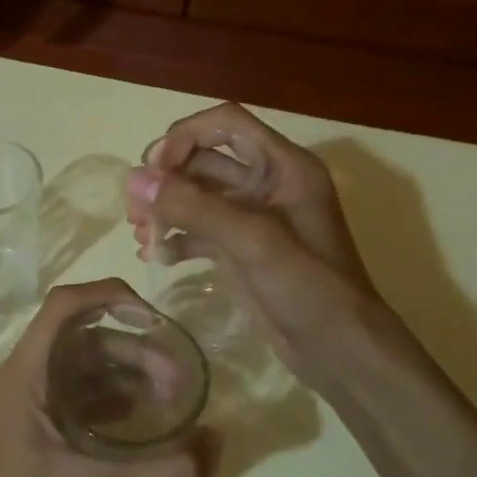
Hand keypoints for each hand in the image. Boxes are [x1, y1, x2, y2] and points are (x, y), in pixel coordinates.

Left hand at [0, 279, 218, 476]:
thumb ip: (171, 471)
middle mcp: (25, 381)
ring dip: (130, 377)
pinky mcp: (39, 438)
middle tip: (182, 383)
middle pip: (85, 339)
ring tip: (174, 405)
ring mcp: (29, 410)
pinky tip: (148, 426)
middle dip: (136, 350)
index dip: (111, 296)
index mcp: (25, 376)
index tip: (158, 318)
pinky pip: (82, 400)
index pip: (65, 305)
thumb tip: (220, 439)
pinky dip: (116, 403)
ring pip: (86, 370)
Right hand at [126, 102, 406, 397]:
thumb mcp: (253, 241)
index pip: (226, 123)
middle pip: (204, 158)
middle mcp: (268, 184)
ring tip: (138, 233)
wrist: (341, 353)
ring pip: (197, 196)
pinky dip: (175, 238)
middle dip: (167, 178)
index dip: (185, 136)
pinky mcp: (241, 249)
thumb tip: (135, 179)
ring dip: (166, 208)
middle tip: (134, 207)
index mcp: (284, 166)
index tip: (154, 169)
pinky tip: (154, 257)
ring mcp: (253, 218)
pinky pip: (200, 229)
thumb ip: (194, 207)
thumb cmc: (310, 288)